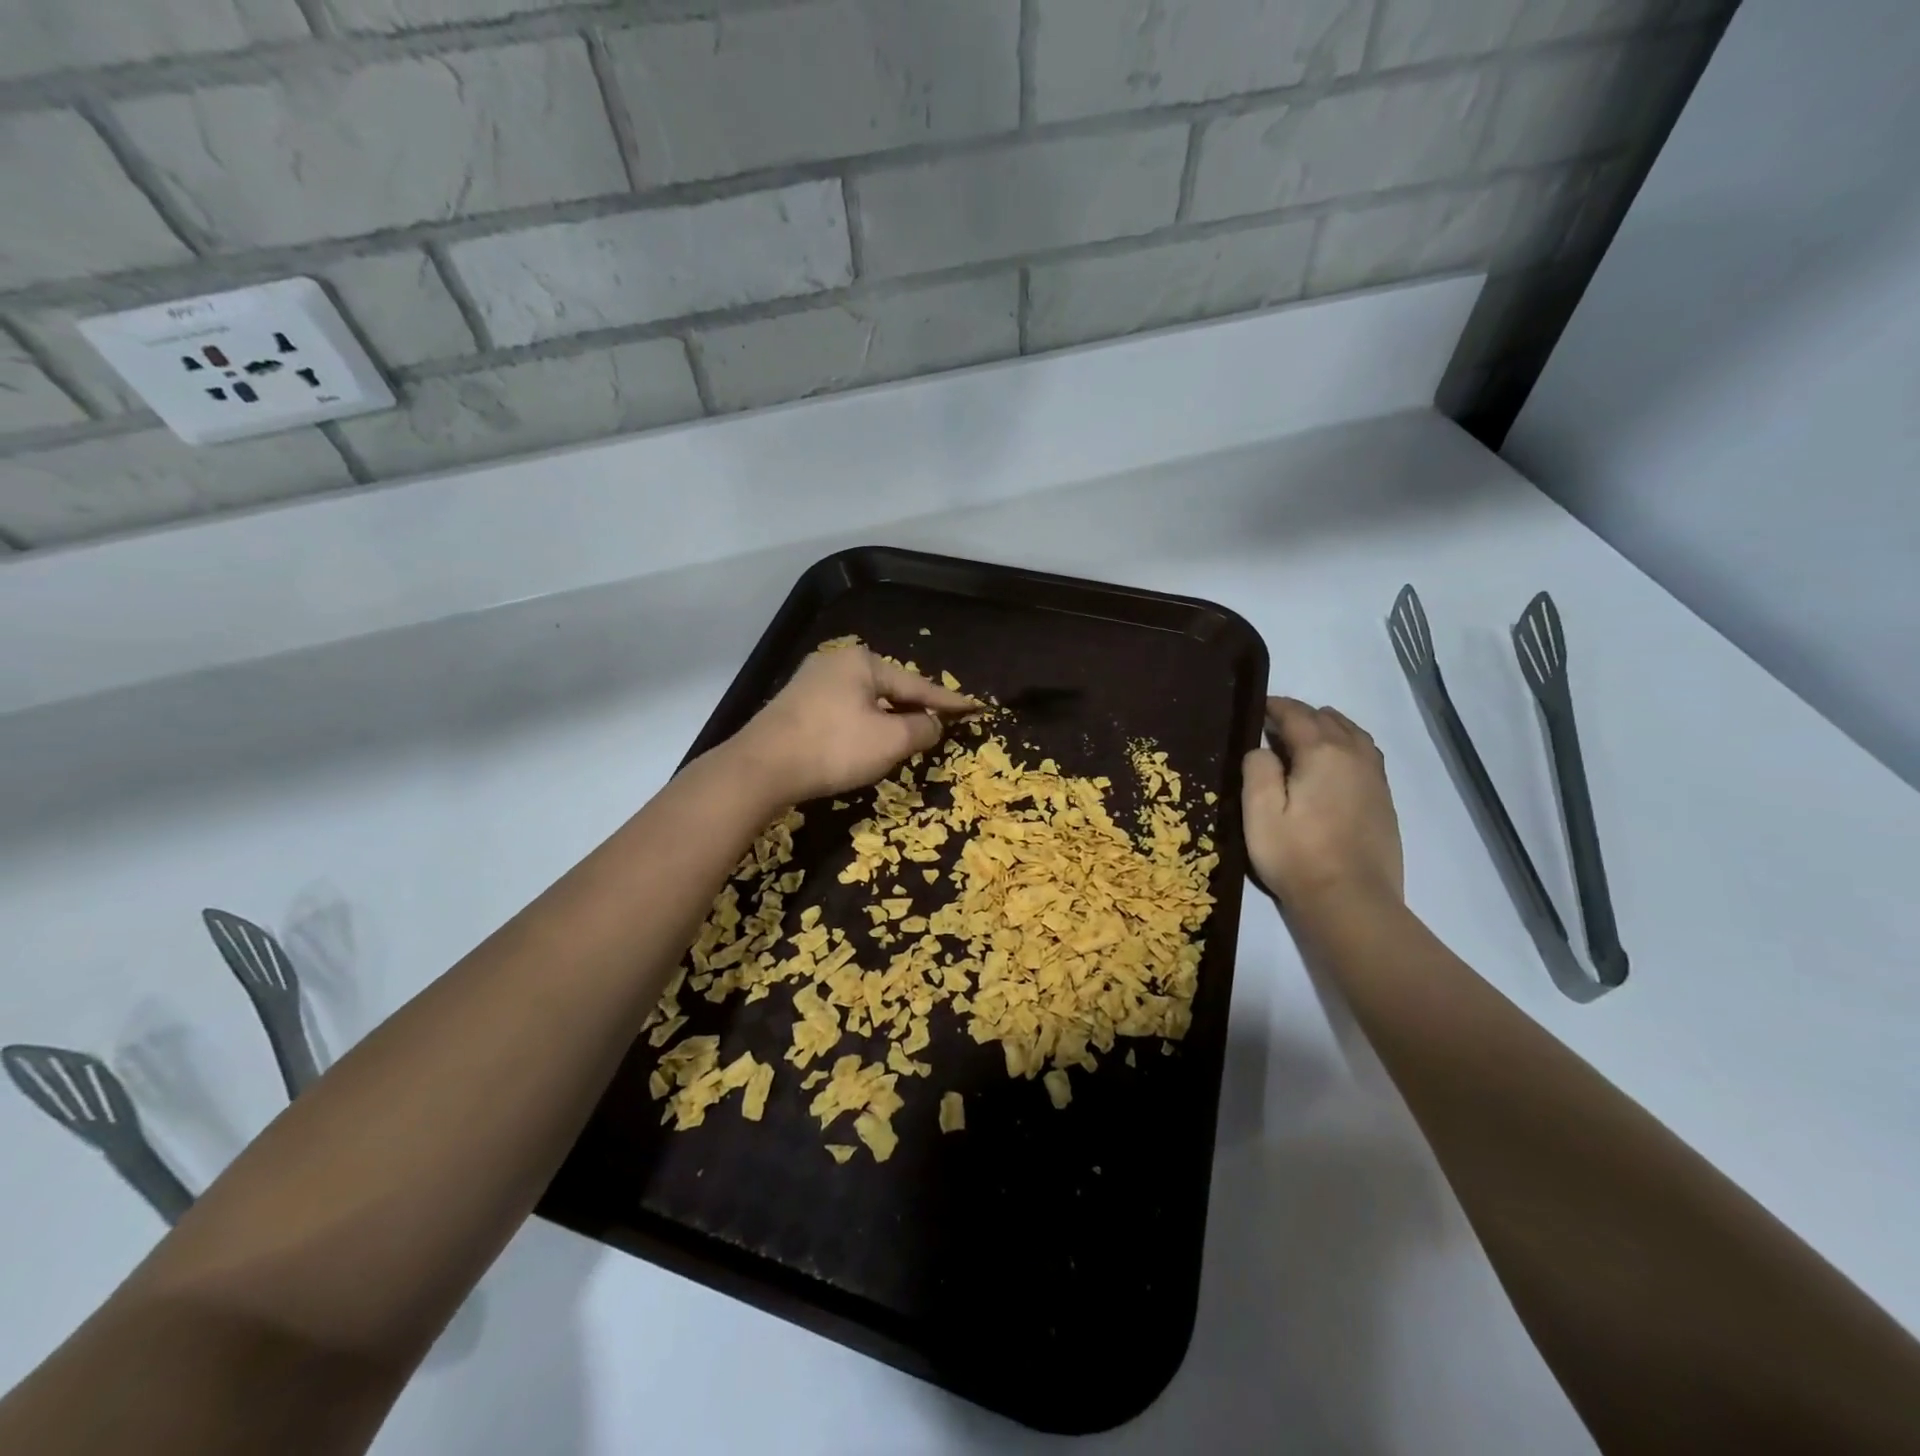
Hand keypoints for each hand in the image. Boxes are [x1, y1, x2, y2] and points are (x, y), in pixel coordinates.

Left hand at [728, 645, 976, 803]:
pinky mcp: (796, 705)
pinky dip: (862, 725)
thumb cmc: (833, 749)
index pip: (918, 684)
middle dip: (914, 708)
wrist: (761, 768)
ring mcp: (812, 681)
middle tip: (940, 726)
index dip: (948, 701)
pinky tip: (867, 742)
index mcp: (863, 662)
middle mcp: (836, 662)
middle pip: (890, 689)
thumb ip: (922, 728)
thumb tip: (933, 722)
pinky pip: (843, 711)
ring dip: (888, 720)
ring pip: (865, 701)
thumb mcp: (890, 741)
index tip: (975, 707)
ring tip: (907, 737)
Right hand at [1242, 696, 1403, 909]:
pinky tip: (1334, 766)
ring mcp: (1375, 778)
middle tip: (1274, 726)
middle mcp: (1354, 756)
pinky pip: (1366, 755)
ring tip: (1306, 738)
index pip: (1297, 715)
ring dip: (1328, 728)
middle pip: (1329, 719)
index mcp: (1322, 752)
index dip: (1275, 707)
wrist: (1351, 901)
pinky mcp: (1385, 800)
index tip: (1258, 708)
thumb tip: (1263, 749)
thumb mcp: (1259, 812)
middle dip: (1301, 715)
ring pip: (1353, 734)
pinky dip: (1347, 747)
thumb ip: (1257, 769)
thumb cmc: (1297, 855)